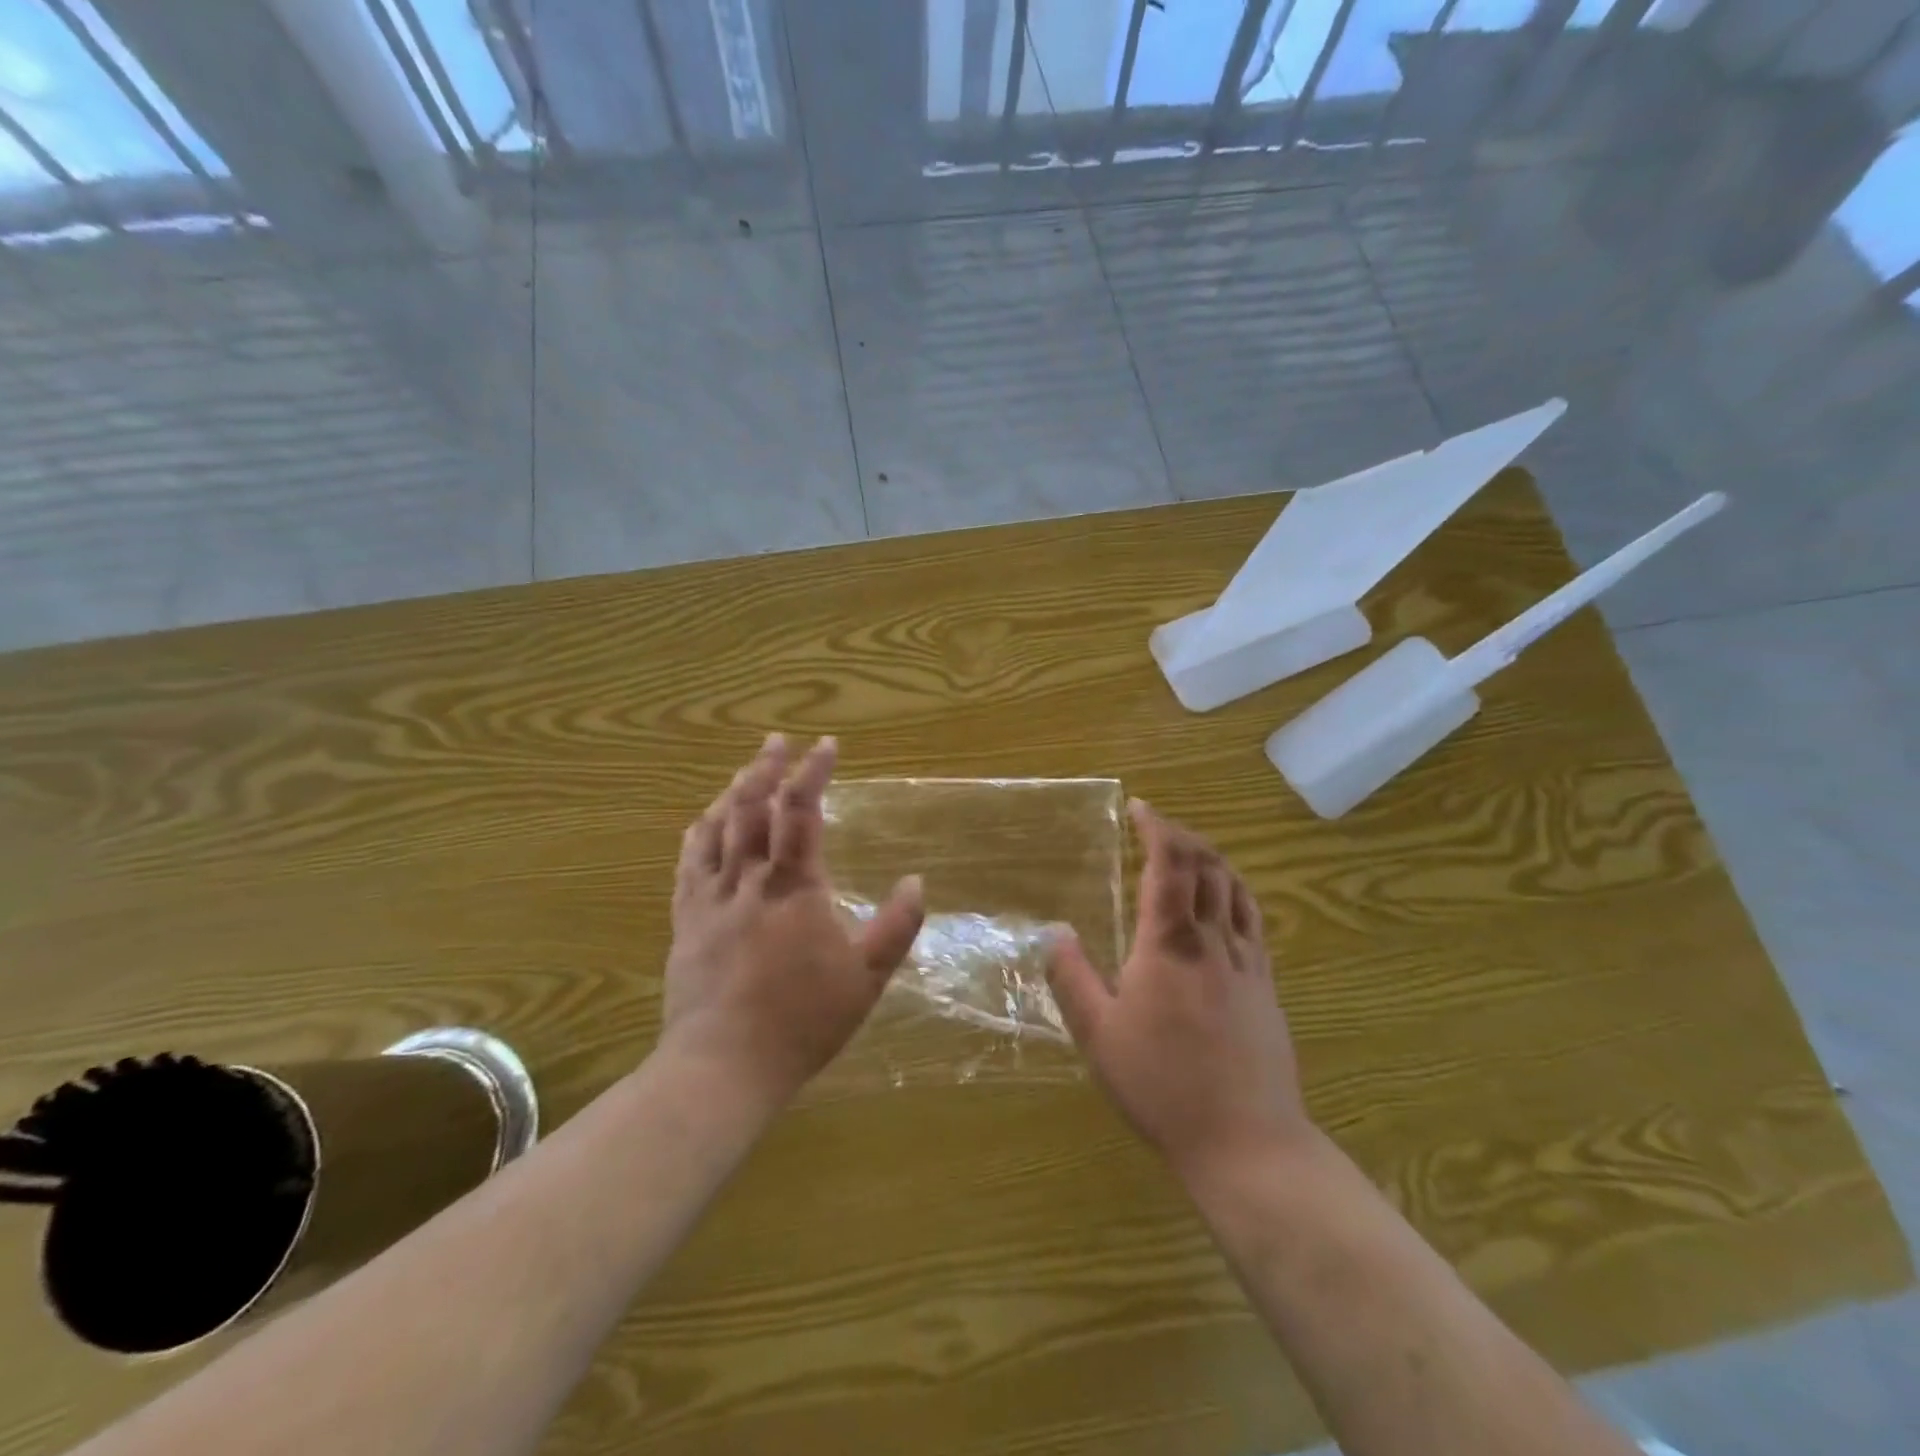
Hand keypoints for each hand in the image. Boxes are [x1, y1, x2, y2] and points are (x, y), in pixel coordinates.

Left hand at [663, 734, 924, 1107]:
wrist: (723, 1066)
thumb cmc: (802, 1021)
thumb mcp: (866, 979)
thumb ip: (896, 927)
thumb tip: (916, 881)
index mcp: (794, 888)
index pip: (802, 812)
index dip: (813, 773)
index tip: (825, 745)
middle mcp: (748, 880)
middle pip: (752, 809)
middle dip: (766, 768)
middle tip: (777, 741)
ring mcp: (711, 899)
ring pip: (717, 830)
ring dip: (733, 793)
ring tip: (746, 771)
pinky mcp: (686, 921)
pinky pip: (688, 865)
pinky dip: (698, 835)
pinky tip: (701, 822)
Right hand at [1047, 800, 1310, 1182]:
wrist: (1247, 1141)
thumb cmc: (1162, 1085)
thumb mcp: (1099, 1036)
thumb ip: (1072, 978)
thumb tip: (1054, 930)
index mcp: (1170, 945)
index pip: (1169, 865)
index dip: (1157, 828)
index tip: (1140, 808)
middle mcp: (1213, 941)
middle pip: (1208, 866)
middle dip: (1183, 835)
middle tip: (1158, 826)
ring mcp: (1247, 962)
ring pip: (1236, 888)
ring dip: (1212, 858)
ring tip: (1190, 852)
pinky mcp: (1266, 985)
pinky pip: (1253, 919)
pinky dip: (1236, 892)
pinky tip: (1226, 903)